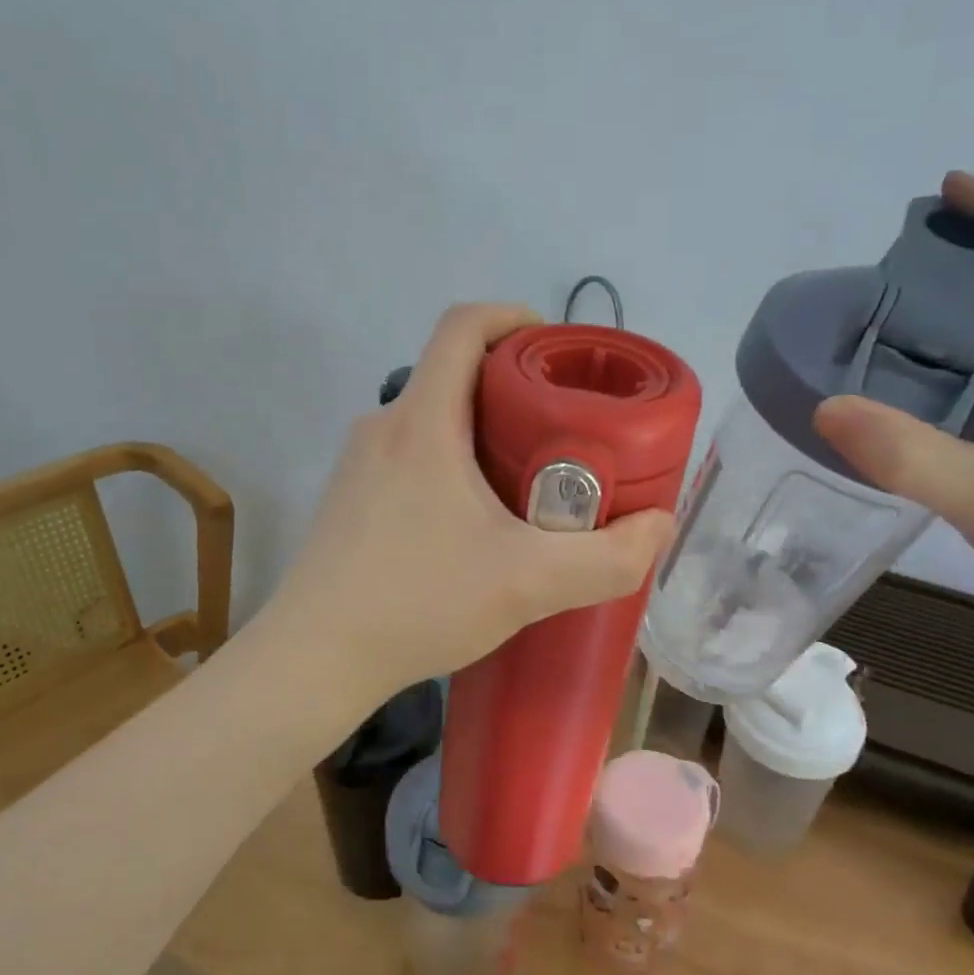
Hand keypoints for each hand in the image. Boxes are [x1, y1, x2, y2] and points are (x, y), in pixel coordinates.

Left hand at [266, 304, 674, 710]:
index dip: (512, 317)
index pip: (462, 326)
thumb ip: (607, 558)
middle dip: (513, 386)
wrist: (315, 657)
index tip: (555, 348)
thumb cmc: (418, 601)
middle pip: (452, 373)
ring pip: (432, 419)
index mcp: (423, 421)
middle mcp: (384, 427)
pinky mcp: (349, 499)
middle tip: (563, 428)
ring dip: (482, 430)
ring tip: (528, 478)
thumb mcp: (528, 583)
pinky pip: (410, 455)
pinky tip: (474, 522)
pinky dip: (451, 463)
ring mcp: (359, 464)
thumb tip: (658, 527)